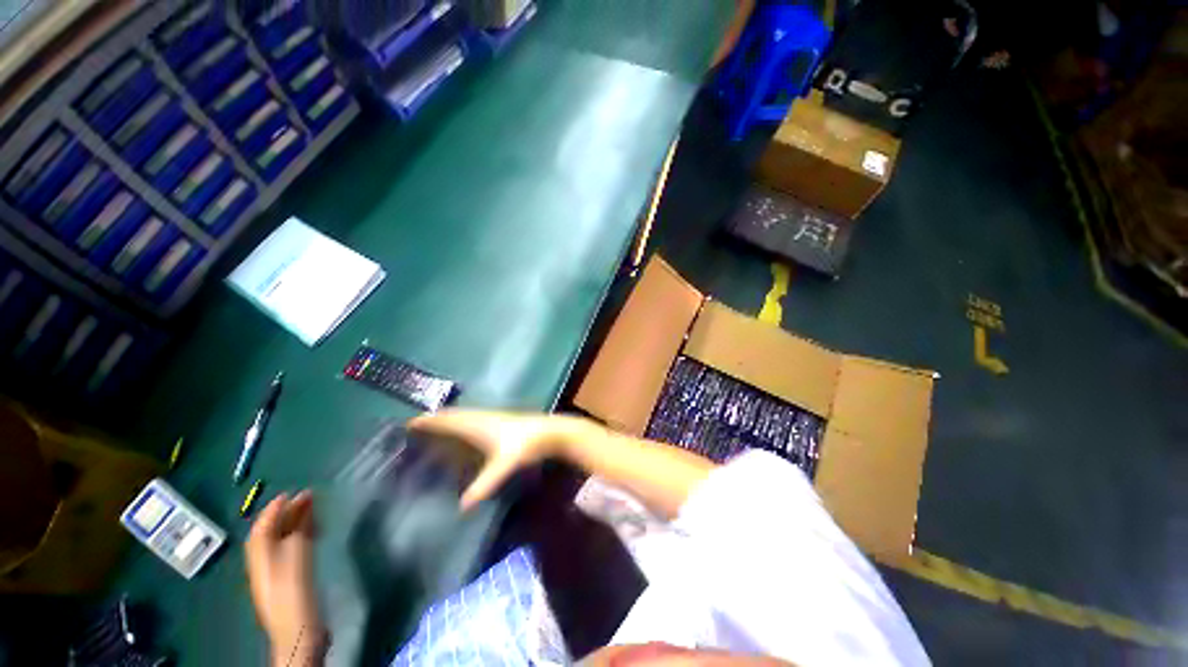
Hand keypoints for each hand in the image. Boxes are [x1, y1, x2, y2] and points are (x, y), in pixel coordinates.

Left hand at [246, 491, 327, 663]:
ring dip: (296, 522)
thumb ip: (297, 534)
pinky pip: (294, 549)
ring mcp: (279, 573)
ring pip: (284, 540)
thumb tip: (301, 510)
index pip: (262, 528)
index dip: (273, 510)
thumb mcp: (297, 560)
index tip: (289, 493)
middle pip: (272, 533)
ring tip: (313, 509)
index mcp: (261, 558)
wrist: (300, 632)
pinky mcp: (293, 580)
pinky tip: (315, 532)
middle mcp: (266, 563)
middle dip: (287, 513)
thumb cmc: (296, 594)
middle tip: (307, 495)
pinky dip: (303, 535)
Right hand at [408, 410, 575, 509]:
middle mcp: (481, 417)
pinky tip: (463, 433)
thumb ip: (482, 486)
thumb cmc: (524, 445)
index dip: (428, 421)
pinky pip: (472, 419)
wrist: (549, 432)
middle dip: (434, 420)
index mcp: (477, 424)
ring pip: (463, 415)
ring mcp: (491, 417)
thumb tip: (461, 507)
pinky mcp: (499, 420)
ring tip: (433, 429)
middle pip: (452, 415)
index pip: (447, 419)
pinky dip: (461, 422)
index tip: (408, 424)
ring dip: (447, 420)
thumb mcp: (502, 466)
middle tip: (415, 429)